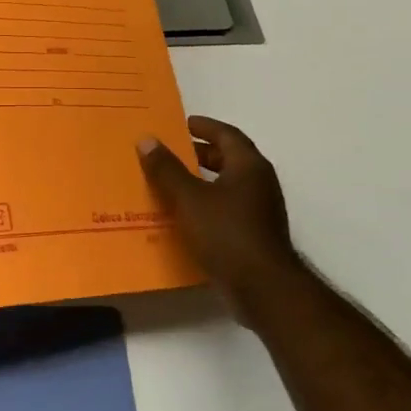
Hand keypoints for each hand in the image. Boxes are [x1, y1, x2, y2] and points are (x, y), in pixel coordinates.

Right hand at [138, 116, 301, 324]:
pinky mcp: (254, 234)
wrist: (263, 287)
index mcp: (249, 167)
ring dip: (202, 179)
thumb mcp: (188, 198)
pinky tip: (184, 214)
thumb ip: (166, 169)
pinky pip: (227, 207)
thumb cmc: (226, 233)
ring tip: (171, 181)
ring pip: (228, 185)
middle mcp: (260, 183)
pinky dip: (206, 202)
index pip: (227, 135)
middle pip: (230, 158)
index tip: (183, 123)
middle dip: (201, 153)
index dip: (205, 127)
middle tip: (172, 151)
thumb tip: (147, 140)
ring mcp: (260, 210)